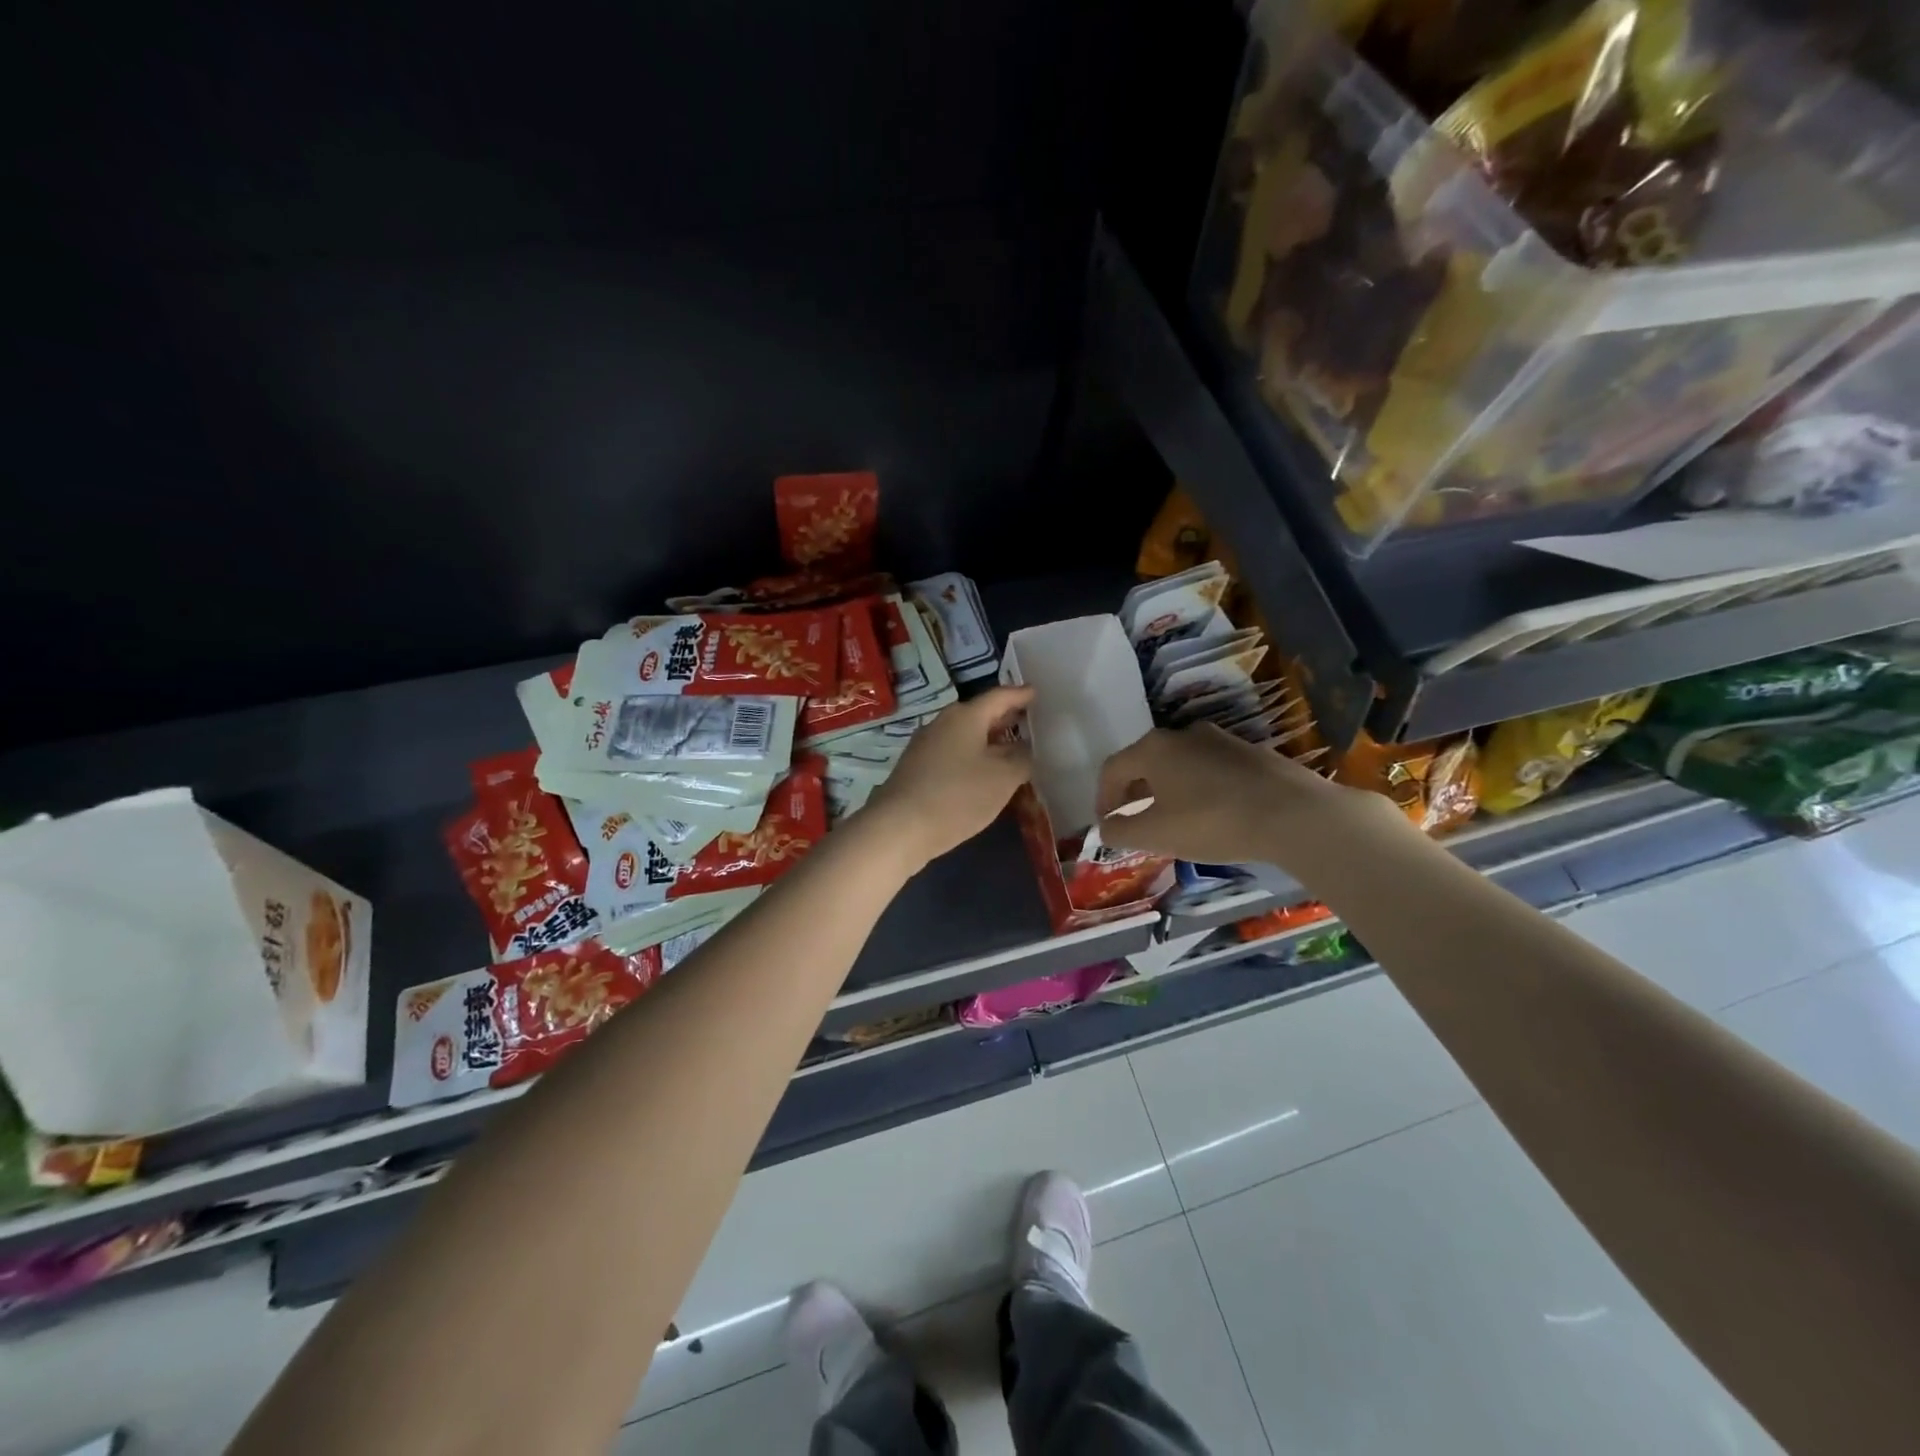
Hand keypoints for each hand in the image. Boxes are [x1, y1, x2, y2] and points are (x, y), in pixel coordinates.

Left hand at [863, 686, 1035, 871]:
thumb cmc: (958, 796)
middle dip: (1005, 718)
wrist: (899, 828)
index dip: (1020, 695)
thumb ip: (1020, 759)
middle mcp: (943, 723)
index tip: (1036, 692)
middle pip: (980, 714)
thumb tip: (1023, 749)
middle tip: (1028, 721)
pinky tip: (982, 774)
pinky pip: (953, 754)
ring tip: (1011, 750)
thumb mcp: (1003, 778)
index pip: (999, 696)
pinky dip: (972, 758)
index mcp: (966, 716)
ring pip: (965, 736)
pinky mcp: (916, 769)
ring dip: (988, 741)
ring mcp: (925, 746)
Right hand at [1096, 723, 1400, 868]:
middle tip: (1135, 822)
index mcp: (1153, 748)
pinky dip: (1197, 789)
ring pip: (1179, 764)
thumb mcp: (1157, 834)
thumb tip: (1105, 827)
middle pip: (1146, 762)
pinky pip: (1208, 769)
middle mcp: (1182, 734)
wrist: (1294, 814)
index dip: (1103, 798)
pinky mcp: (1249, 752)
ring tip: (1172, 820)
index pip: (1113, 769)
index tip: (1107, 824)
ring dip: (1166, 790)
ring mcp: (1219, 739)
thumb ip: (1121, 832)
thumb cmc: (1213, 821)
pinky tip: (1210, 814)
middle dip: (1134, 793)